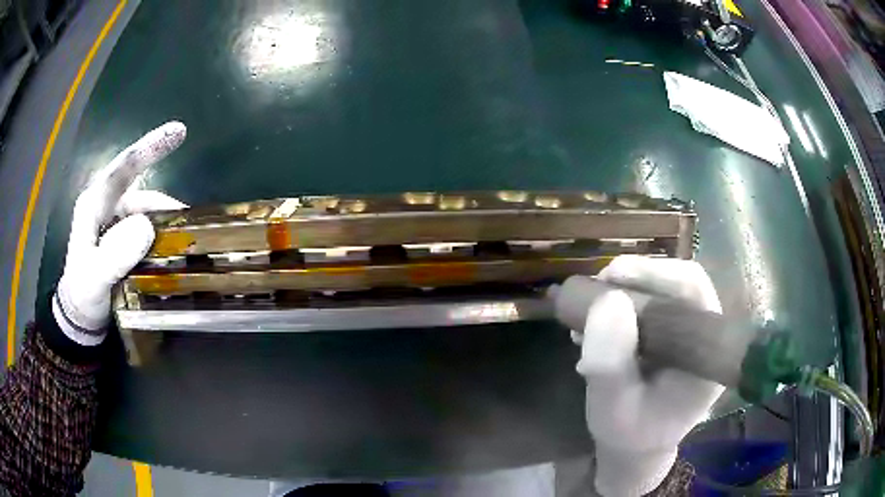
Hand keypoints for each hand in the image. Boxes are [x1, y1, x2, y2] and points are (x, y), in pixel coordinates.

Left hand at [53, 122, 187, 344]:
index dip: (149, 147)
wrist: (81, 318)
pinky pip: (148, 231)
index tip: (179, 131)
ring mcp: (116, 223)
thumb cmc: (83, 296)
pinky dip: (162, 239)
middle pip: (141, 193)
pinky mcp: (124, 240)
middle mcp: (106, 207)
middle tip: (189, 221)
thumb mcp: (94, 279)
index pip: (122, 168)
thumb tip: (147, 226)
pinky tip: (173, 253)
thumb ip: (114, 255)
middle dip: (165, 205)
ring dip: (165, 227)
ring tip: (184, 245)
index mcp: (93, 204)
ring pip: (147, 214)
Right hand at [572, 255, 723, 495]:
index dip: (657, 273)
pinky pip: (650, 305)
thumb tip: (608, 300)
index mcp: (707, 354)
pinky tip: (594, 323)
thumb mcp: (611, 407)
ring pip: (664, 290)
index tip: (612, 276)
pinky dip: (620, 305)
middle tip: (596, 288)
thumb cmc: (628, 434)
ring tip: (587, 313)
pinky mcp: (672, 335)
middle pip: (680, 283)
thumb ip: (609, 363)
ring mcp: (689, 334)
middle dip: (636, 278)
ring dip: (624, 292)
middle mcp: (705, 337)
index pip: (695, 291)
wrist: (634, 448)